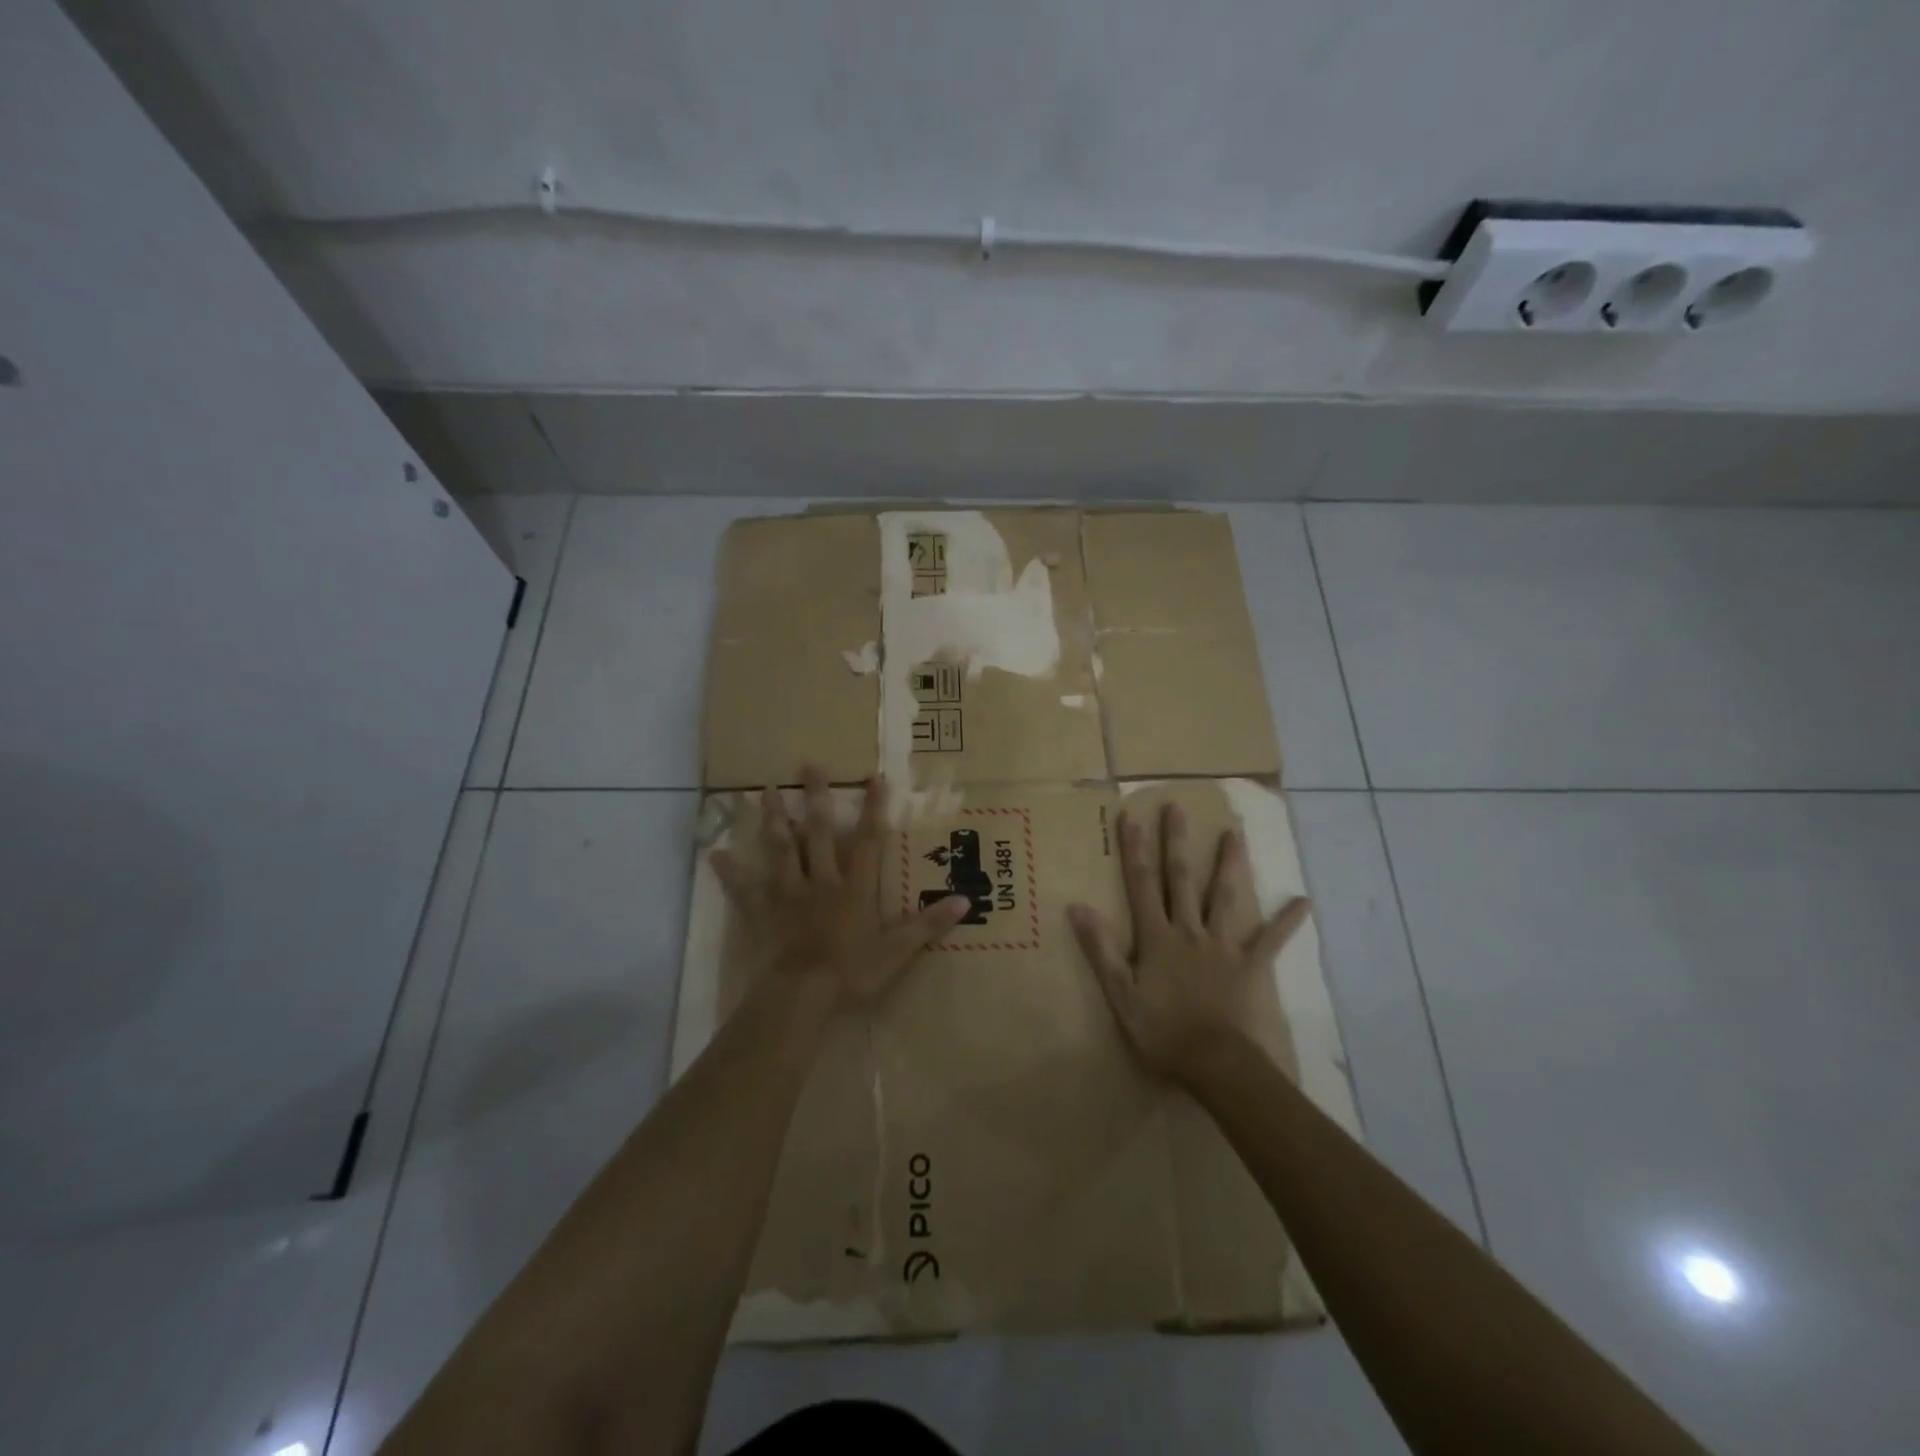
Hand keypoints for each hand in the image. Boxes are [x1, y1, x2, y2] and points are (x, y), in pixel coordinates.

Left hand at [711, 766, 969, 1015]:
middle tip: (807, 766)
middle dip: (816, 799)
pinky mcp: (763, 912)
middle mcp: (822, 881)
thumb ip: (928, 924)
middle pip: (819, 833)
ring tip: (766, 790)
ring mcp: (788, 894)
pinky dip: (730, 872)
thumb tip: (966, 900)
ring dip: (775, 819)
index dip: (873, 809)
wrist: (802, 996)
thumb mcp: (898, 951)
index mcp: (855, 888)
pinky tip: (715, 853)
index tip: (873, 777)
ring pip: (781, 849)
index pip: (868, 841)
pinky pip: (744, 889)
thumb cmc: (852, 972)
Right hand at [1069, 801, 1309, 1088]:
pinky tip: (1303, 902)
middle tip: (1177, 807)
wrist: (1216, 1063)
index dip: (1134, 849)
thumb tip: (1078, 906)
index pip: (1141, 884)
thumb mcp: (1120, 993)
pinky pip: (1271, 940)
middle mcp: (1190, 930)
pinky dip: (1287, 921)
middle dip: (1176, 841)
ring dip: (1228, 864)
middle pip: (1181, 879)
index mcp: (1157, 936)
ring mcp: (1224, 945)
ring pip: (1225, 897)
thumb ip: (1100, 949)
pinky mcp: (1251, 965)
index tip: (1130, 816)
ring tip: (1234, 834)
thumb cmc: (1162, 1031)